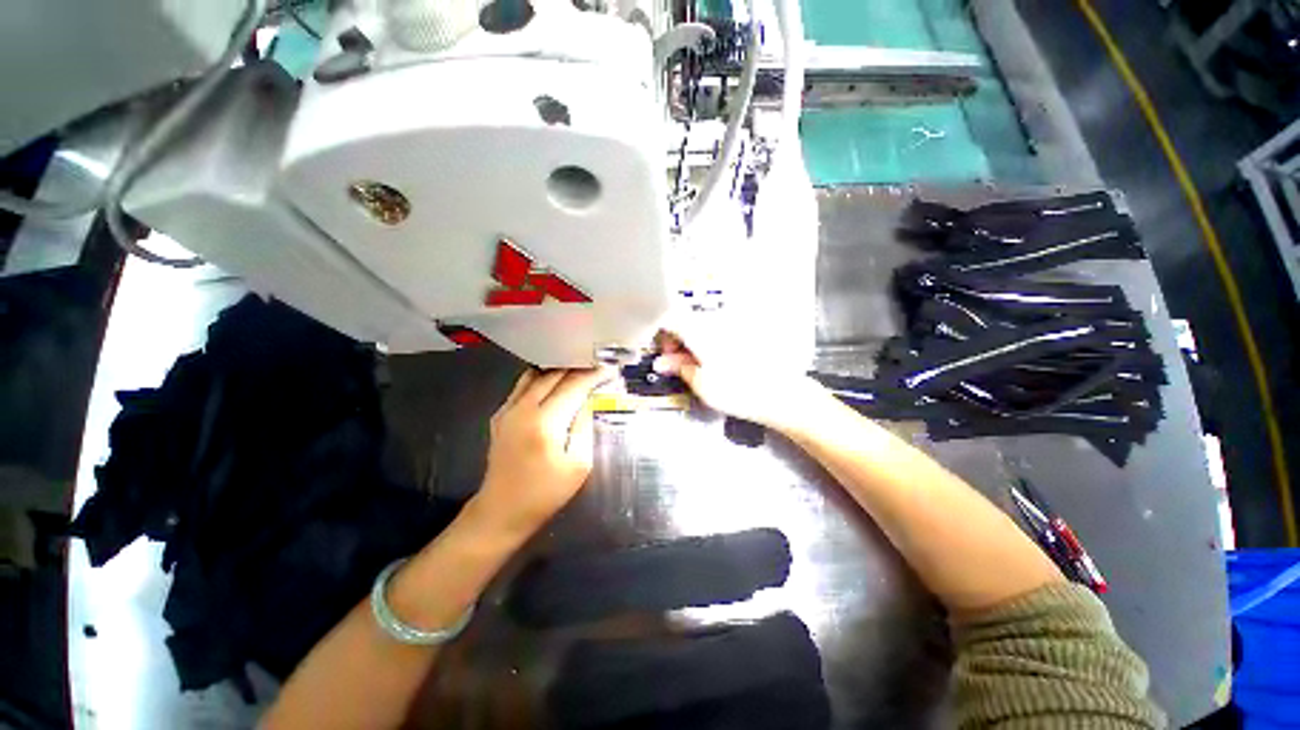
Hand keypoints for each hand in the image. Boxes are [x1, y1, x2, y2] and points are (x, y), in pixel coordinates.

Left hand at [473, 368, 610, 534]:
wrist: (501, 510)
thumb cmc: (545, 493)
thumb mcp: (579, 465)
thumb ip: (584, 427)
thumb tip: (588, 401)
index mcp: (545, 423)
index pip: (573, 386)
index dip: (593, 376)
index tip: (609, 369)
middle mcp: (522, 409)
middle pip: (554, 375)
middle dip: (577, 368)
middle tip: (597, 367)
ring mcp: (507, 410)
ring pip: (536, 375)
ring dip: (558, 370)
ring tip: (579, 371)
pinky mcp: (499, 415)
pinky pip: (523, 386)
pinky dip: (542, 379)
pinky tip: (555, 384)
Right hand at [652, 324, 822, 433]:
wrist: (782, 394)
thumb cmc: (742, 391)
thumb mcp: (701, 385)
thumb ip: (679, 368)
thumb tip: (665, 363)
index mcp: (702, 332)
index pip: (671, 320)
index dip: (662, 336)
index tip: (663, 352)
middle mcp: (718, 323)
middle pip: (687, 323)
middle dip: (677, 342)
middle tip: (676, 364)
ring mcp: (733, 327)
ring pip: (703, 328)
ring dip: (693, 344)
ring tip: (696, 367)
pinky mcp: (745, 334)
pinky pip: (719, 333)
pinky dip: (710, 345)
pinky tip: (714, 364)